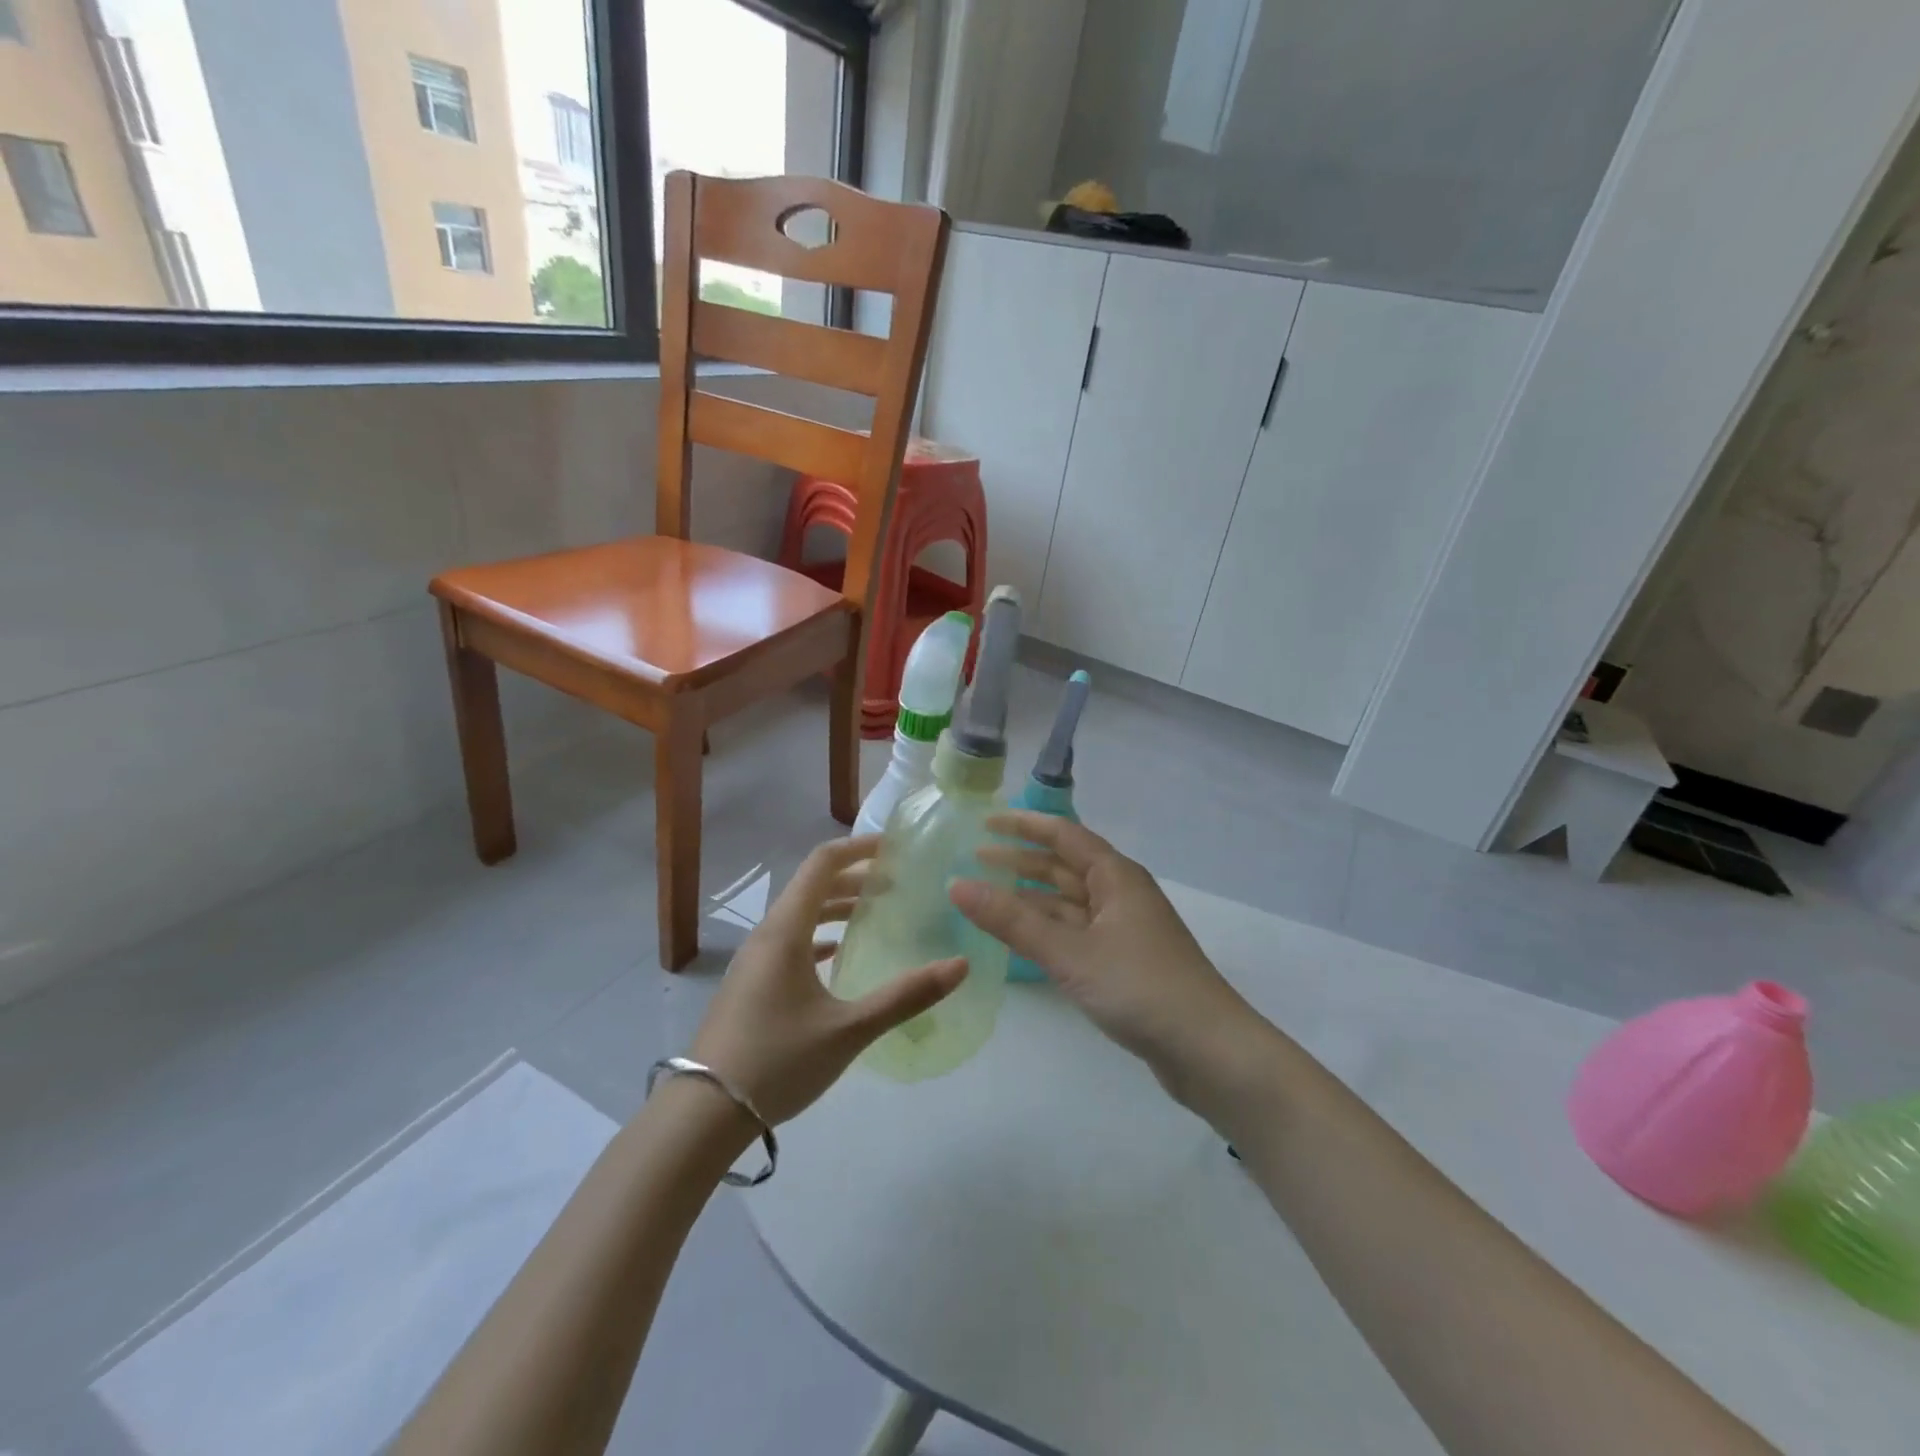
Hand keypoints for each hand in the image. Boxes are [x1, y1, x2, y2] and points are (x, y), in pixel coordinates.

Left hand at [690, 835, 965, 1126]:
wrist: (703, 1116)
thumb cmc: (778, 1062)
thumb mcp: (849, 1030)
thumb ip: (906, 996)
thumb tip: (960, 966)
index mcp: (785, 931)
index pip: (822, 864)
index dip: (858, 848)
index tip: (894, 848)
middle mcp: (767, 935)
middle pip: (812, 886)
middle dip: (855, 878)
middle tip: (897, 884)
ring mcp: (755, 961)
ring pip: (800, 915)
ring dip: (836, 907)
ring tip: (875, 913)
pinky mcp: (751, 984)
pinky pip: (790, 941)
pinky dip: (819, 935)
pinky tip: (839, 954)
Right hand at [950, 813, 1266, 1098]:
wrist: (1208, 1050)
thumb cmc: (1140, 987)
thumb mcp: (1069, 952)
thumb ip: (1012, 920)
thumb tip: (956, 885)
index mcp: (1116, 876)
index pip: (1063, 835)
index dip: (1024, 825)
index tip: (984, 822)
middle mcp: (1120, 894)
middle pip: (1063, 866)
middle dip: (1020, 861)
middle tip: (974, 860)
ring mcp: (1123, 929)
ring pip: (1068, 901)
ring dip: (1030, 897)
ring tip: (987, 896)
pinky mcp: (1123, 962)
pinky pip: (1075, 931)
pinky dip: (1046, 928)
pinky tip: (1021, 938)